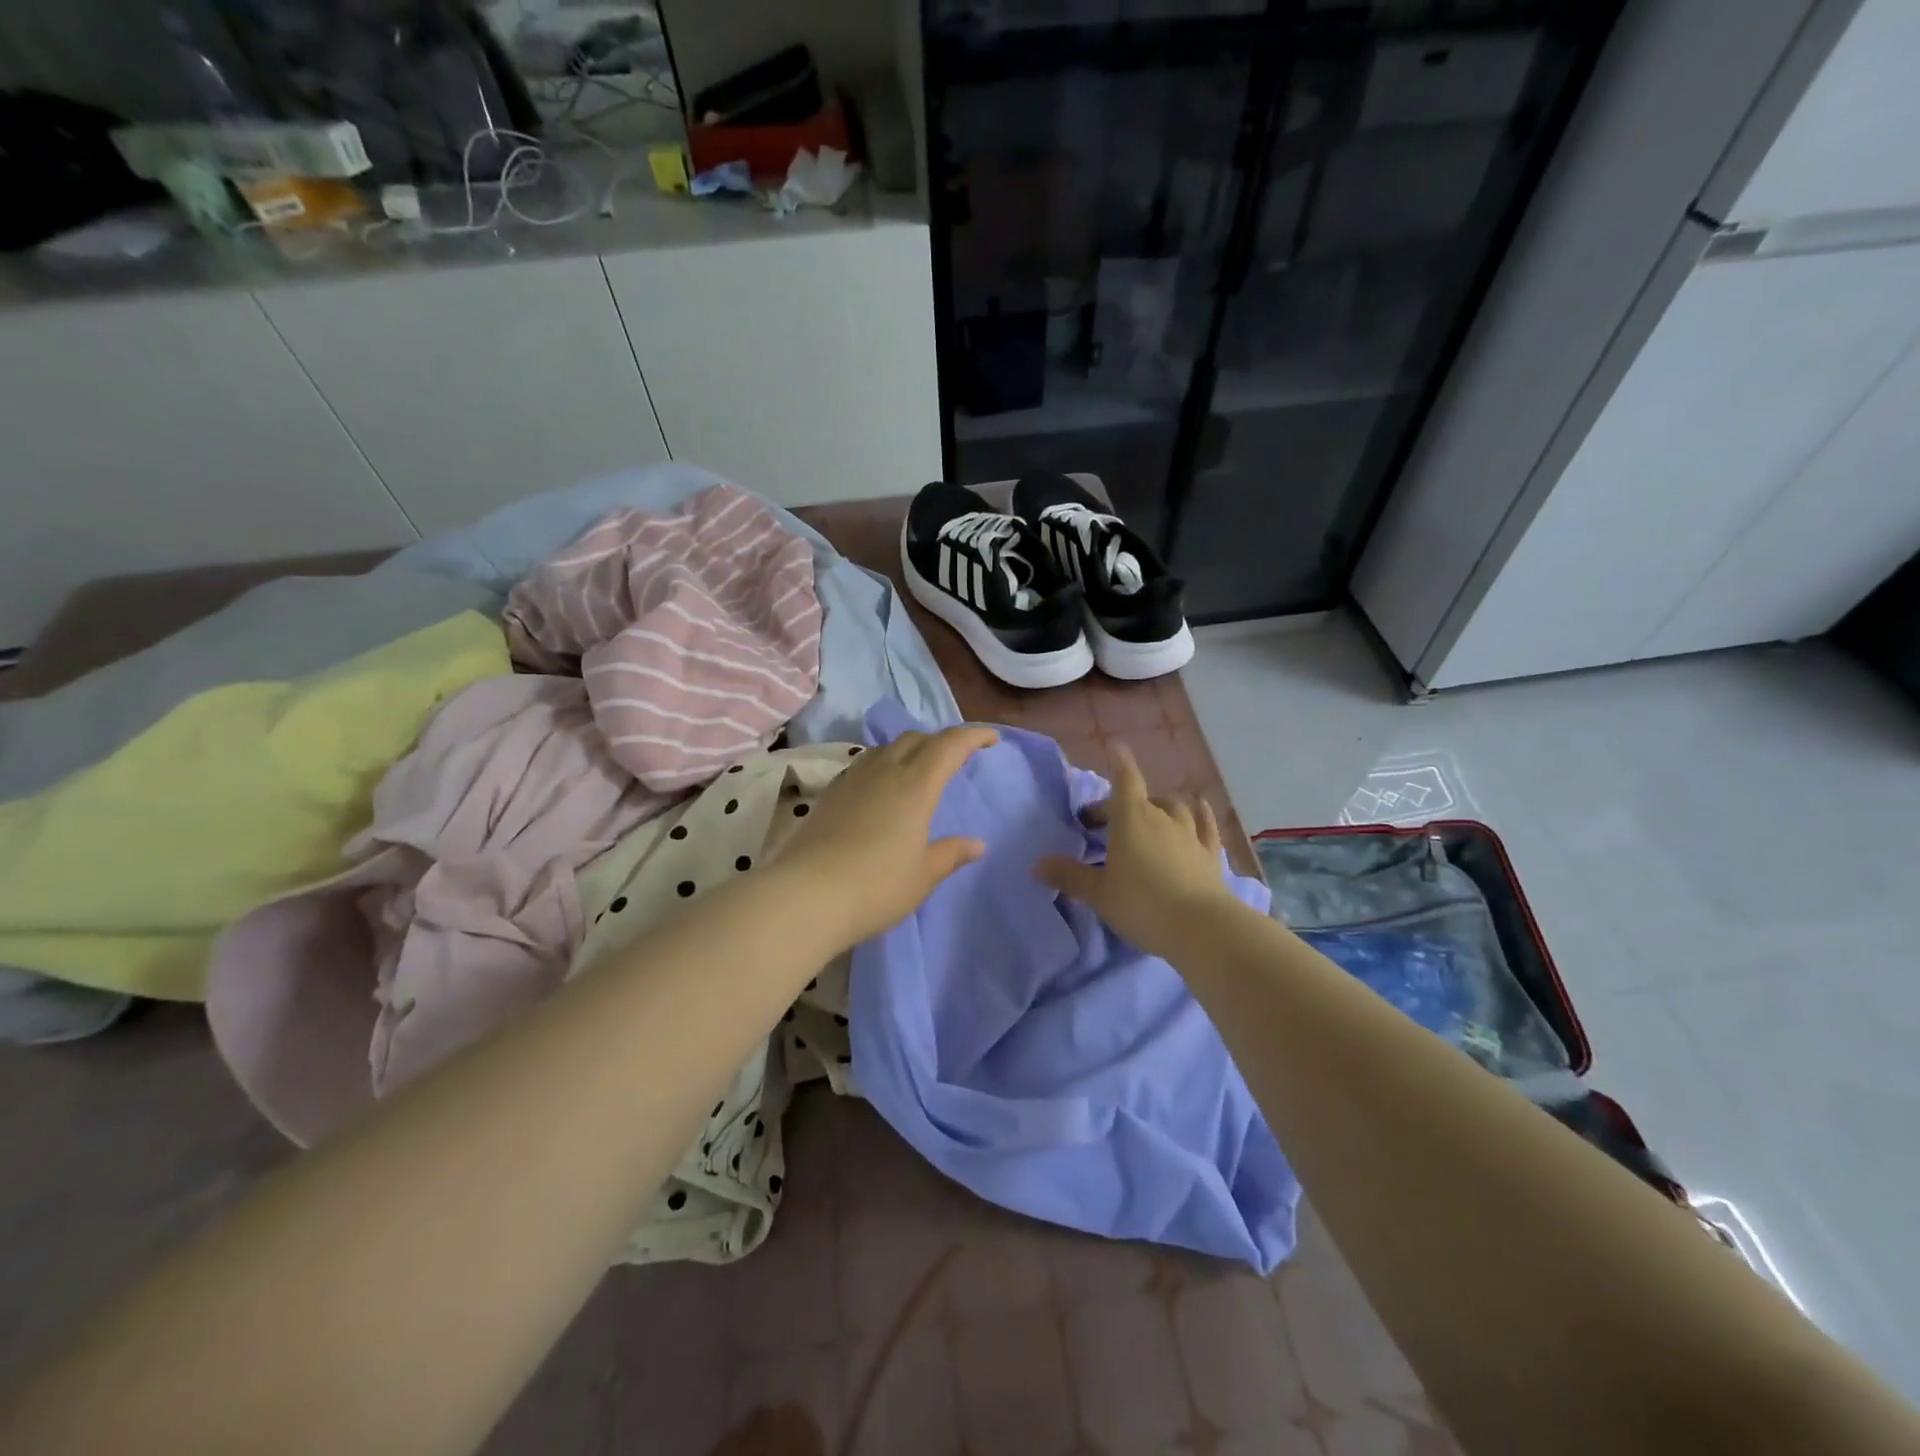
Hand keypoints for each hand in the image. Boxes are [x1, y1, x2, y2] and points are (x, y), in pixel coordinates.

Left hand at [775, 725, 998, 951]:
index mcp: (915, 786)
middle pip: (916, 739)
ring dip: (909, 750)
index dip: (973, 736)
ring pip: (886, 748)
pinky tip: (882, 790)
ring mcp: (852, 780)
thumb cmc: (876, 887)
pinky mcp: (830, 794)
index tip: (992, 739)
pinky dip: (884, 765)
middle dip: (941, 741)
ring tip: (919, 771)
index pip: (949, 745)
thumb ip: (951, 854)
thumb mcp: (923, 875)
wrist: (805, 896)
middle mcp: (884, 772)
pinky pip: (864, 765)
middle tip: (956, 759)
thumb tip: (977, 844)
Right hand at [1035, 743, 1238, 959]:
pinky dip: (1201, 815)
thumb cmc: (1141, 904)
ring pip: (1175, 808)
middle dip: (1123, 803)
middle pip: (1142, 798)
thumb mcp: (1098, 893)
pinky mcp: (1211, 854)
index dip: (1119, 762)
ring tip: (1150, 815)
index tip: (1115, 745)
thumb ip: (1069, 876)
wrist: (1200, 928)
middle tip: (1106, 822)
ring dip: (1160, 807)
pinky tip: (1201, 807)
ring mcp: (1190, 834)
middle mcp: (1162, 817)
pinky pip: (1206, 826)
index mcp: (1132, 818)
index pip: (1124, 779)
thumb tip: (1037, 864)